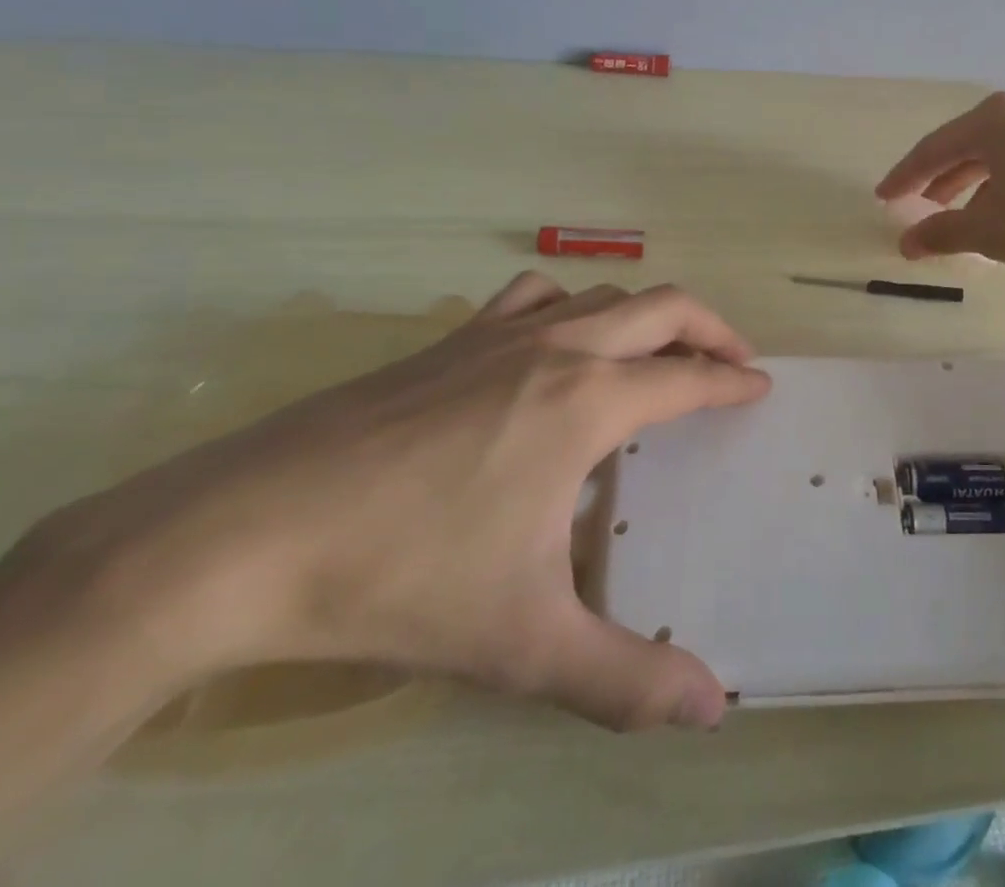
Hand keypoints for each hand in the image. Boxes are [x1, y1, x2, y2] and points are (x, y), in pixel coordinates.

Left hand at [26, 276, 770, 732]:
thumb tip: (712, 710)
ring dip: (645, 314)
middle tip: (732, 360)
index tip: (761, 387)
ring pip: (601, 294)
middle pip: (662, 307)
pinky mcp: (448, 339)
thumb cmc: (401, 578)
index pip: (688, 377)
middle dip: (710, 327)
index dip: (733, 381)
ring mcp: (499, 333)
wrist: (242, 536)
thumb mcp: (522, 642)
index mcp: (589, 401)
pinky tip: (553, 342)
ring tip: (656, 353)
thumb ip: (624, 678)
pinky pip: (533, 297)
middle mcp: (558, 347)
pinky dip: (570, 305)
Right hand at [877, 91, 1004, 283]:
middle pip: (967, 144)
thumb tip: (906, 243)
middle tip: (919, 206)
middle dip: (940, 179)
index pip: (935, 147)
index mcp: (996, 118)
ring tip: (959, 216)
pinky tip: (1004, 211)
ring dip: (972, 184)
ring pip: (999, 153)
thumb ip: (942, 233)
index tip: (883, 198)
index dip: (905, 176)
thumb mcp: (991, 232)